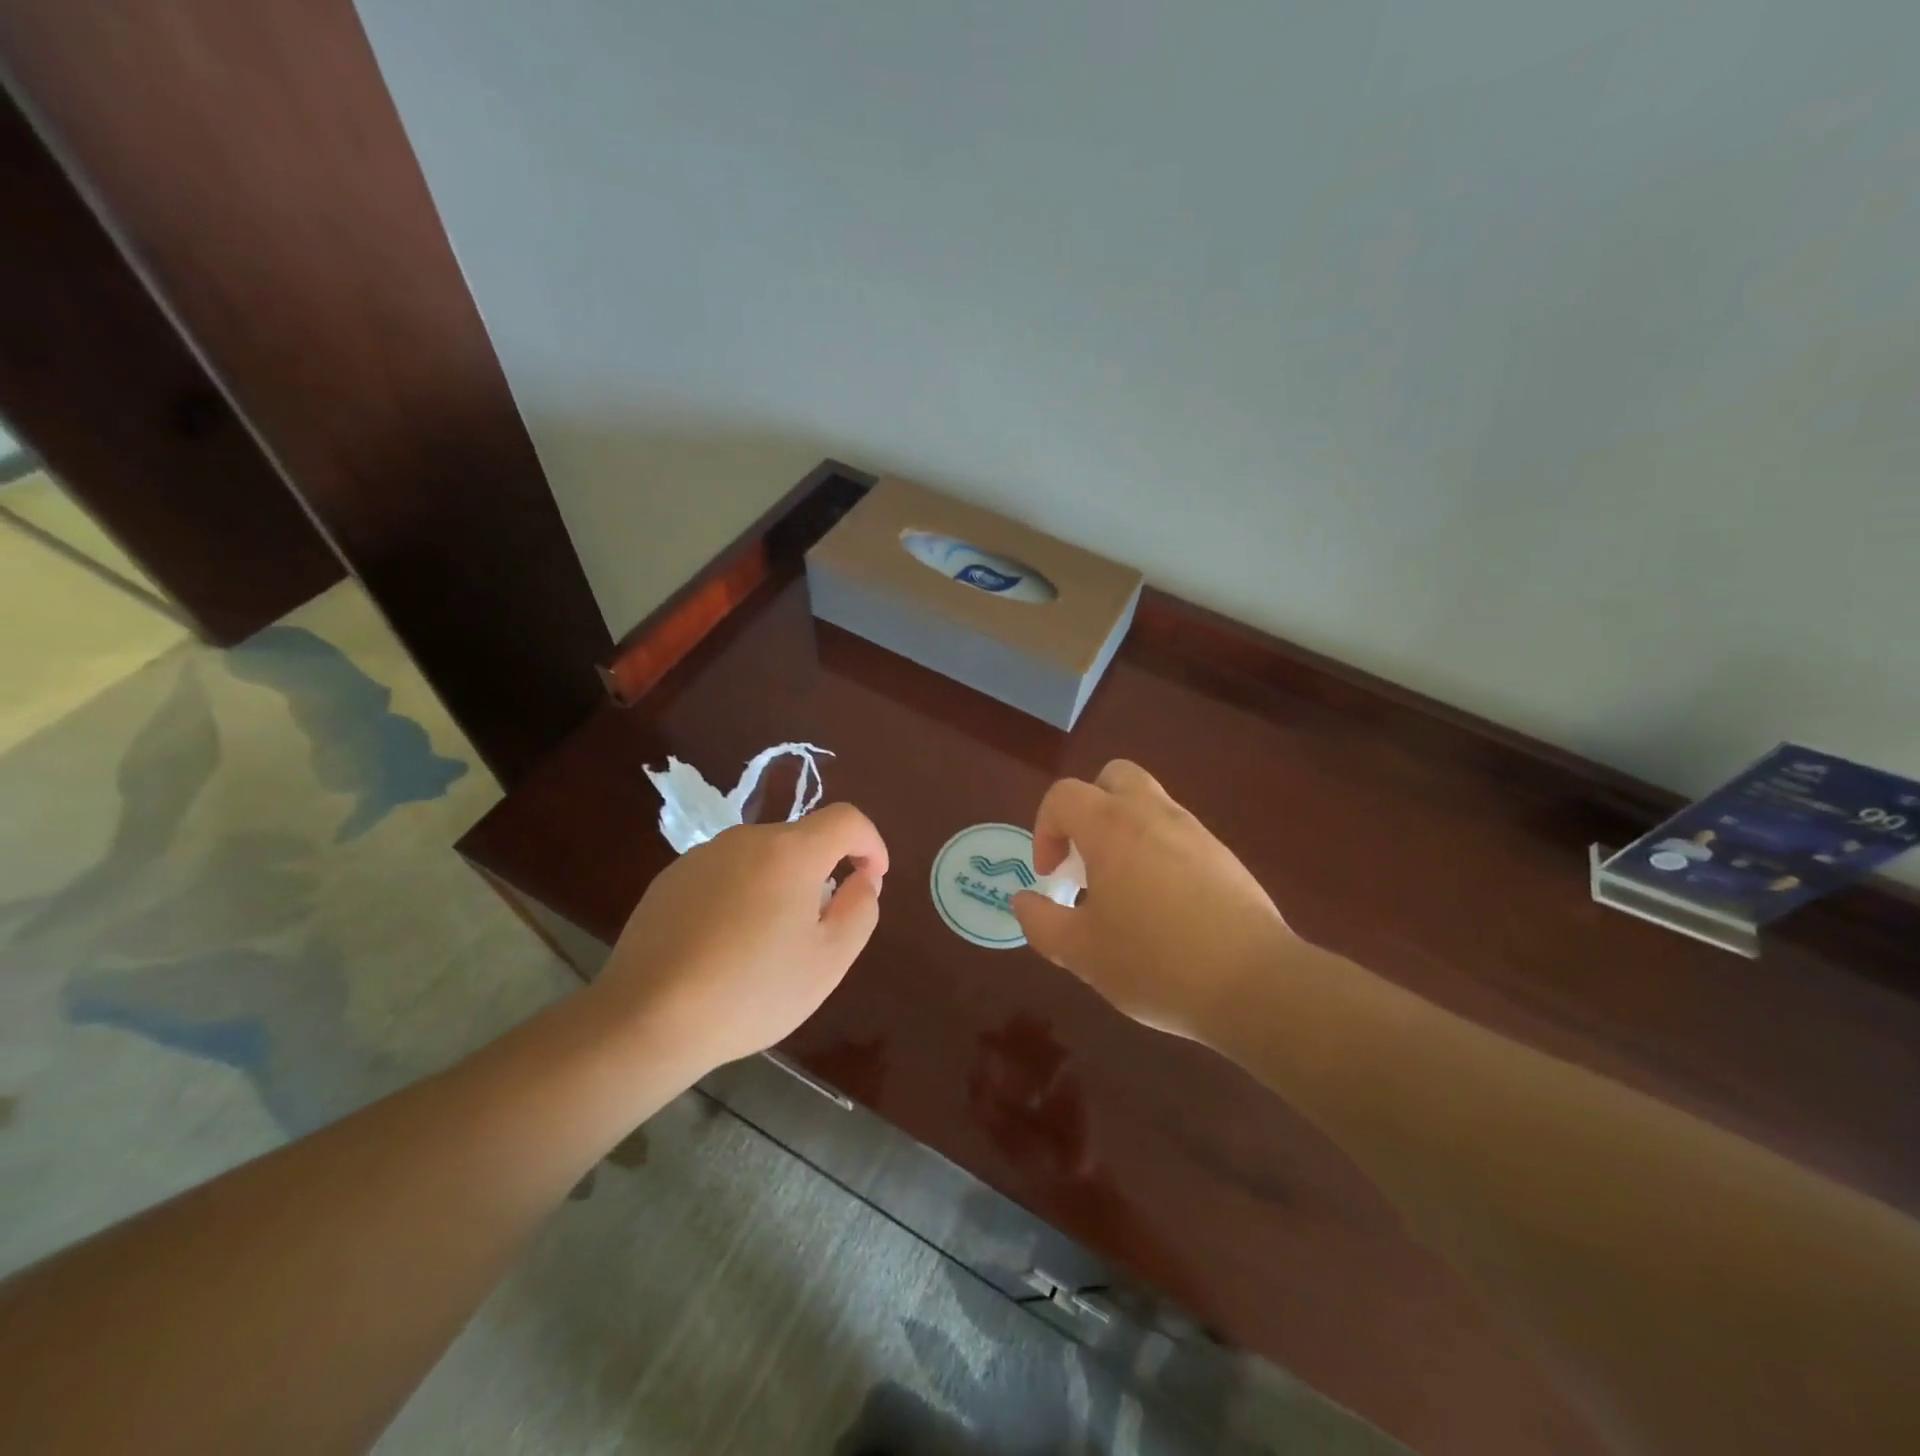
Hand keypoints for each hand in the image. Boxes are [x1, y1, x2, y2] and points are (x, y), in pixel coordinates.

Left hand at [588, 803, 887, 1075]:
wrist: (646, 1020)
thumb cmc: (751, 991)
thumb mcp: (829, 960)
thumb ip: (860, 909)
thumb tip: (863, 878)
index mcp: (791, 851)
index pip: (846, 819)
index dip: (870, 843)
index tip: (872, 879)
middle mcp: (746, 839)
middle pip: (802, 840)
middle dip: (822, 872)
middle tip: (817, 929)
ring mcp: (702, 856)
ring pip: (761, 858)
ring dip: (780, 885)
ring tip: (767, 944)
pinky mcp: (670, 879)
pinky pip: (724, 874)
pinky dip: (740, 896)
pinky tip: (724, 946)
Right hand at [1012, 761, 1295, 1041]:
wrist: (1255, 985)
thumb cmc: (1155, 963)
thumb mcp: (1081, 952)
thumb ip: (1041, 922)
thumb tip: (1024, 901)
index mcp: (1111, 827)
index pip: (1064, 795)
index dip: (1045, 829)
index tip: (1052, 876)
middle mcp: (1154, 814)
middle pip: (1113, 777)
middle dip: (1088, 809)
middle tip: (1085, 859)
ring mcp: (1195, 832)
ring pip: (1149, 804)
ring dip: (1123, 831)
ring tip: (1122, 891)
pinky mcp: (1224, 856)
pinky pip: (1178, 835)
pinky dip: (1157, 852)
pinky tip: (1163, 908)